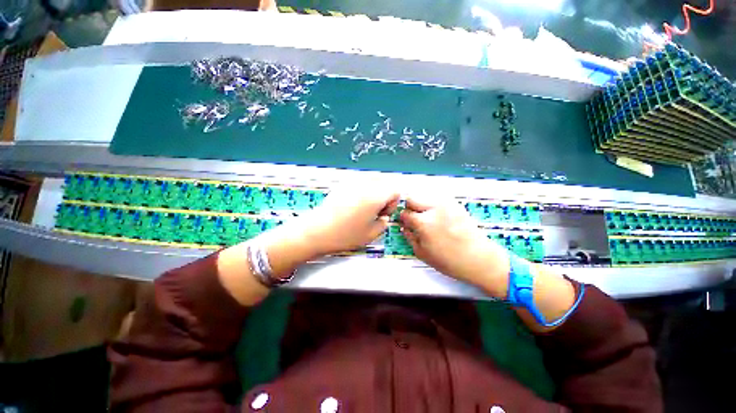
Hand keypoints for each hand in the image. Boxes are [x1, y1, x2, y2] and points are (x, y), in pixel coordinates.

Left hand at [297, 187, 400, 256]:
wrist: (316, 231)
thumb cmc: (344, 235)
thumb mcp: (371, 235)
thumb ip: (384, 223)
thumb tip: (384, 217)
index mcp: (375, 196)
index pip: (395, 190)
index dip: (393, 203)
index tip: (384, 214)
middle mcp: (365, 185)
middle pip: (385, 182)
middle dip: (385, 195)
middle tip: (376, 211)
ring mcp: (352, 182)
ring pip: (372, 180)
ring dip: (375, 192)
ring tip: (366, 208)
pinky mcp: (342, 185)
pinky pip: (360, 182)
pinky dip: (363, 190)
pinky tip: (355, 204)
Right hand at [399, 197, 510, 297]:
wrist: (479, 259)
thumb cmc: (449, 261)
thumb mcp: (422, 253)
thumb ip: (409, 237)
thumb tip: (404, 227)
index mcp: (424, 223)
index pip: (405, 213)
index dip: (402, 218)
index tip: (405, 222)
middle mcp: (434, 209)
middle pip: (412, 198)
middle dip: (409, 207)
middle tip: (414, 217)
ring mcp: (446, 205)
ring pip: (425, 196)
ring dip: (421, 204)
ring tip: (427, 217)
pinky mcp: (456, 205)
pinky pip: (438, 199)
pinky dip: (434, 205)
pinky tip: (439, 217)